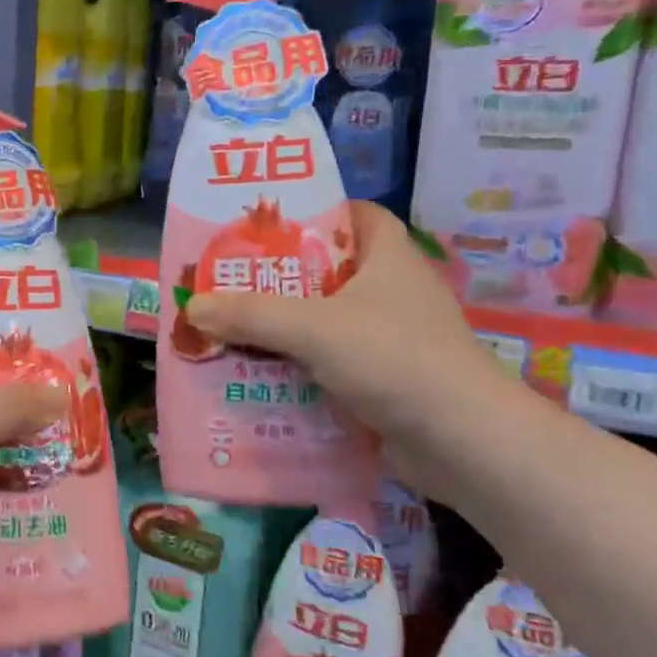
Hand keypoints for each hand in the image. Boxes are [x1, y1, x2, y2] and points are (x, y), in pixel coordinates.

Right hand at [184, 201, 506, 469]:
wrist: (463, 444)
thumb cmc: (394, 359)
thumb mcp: (315, 327)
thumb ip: (252, 314)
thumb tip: (192, 307)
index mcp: (388, 256)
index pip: (353, 215)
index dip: (313, 212)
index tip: (264, 226)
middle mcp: (392, 291)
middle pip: (327, 271)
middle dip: (278, 278)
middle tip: (228, 282)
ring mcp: (391, 339)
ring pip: (325, 321)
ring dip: (282, 328)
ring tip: (230, 330)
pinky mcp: (386, 381)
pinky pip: (330, 364)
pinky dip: (299, 368)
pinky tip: (260, 377)